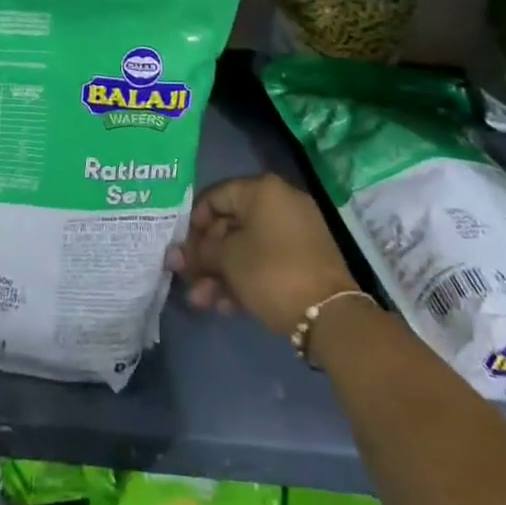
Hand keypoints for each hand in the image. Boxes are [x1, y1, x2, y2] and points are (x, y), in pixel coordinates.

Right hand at [168, 173, 357, 335]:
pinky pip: (264, 260)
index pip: (215, 196)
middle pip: (230, 223)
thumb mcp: (228, 259)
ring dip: (220, 272)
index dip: (192, 223)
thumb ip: (200, 253)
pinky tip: (224, 306)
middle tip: (186, 278)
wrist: (330, 315)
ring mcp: (294, 231)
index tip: (180, 249)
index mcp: (262, 190)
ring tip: (201, 301)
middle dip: (205, 255)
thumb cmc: (271, 272)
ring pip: (246, 246)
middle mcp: (280, 202)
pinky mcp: (303, 259)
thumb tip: (176, 255)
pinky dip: (244, 278)